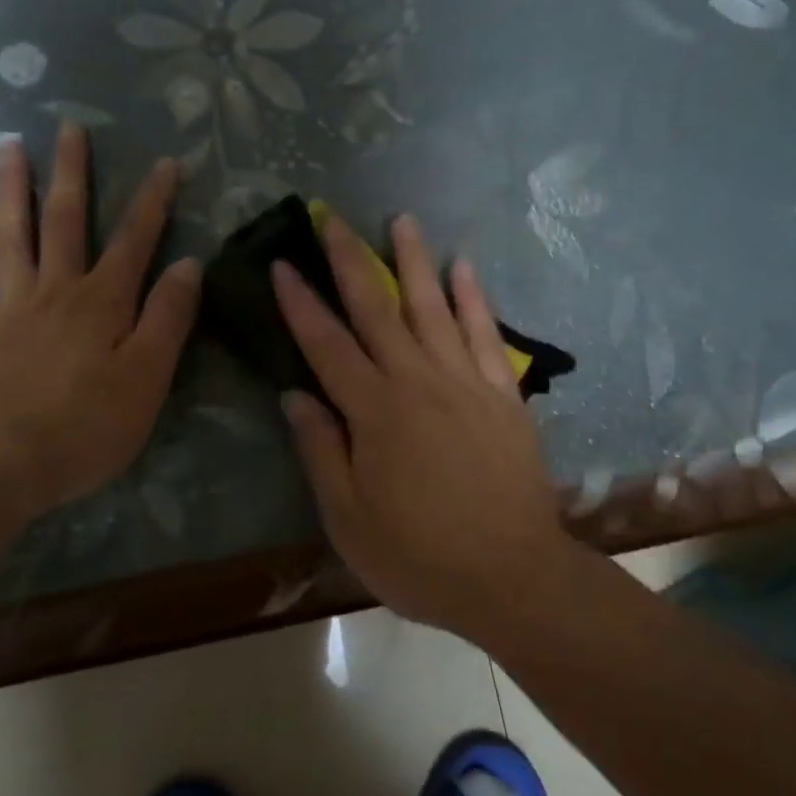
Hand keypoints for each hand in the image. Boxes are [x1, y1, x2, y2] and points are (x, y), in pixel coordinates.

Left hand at [0, 123, 201, 523]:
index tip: (166, 162)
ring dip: (11, 193)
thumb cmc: (85, 427)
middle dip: (73, 174)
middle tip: (70, 127)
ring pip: (10, 240)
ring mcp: (8, 312)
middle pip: (65, 223)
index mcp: (103, 302)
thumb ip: (169, 318)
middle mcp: (55, 293)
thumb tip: (188, 264)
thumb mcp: (148, 377)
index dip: (152, 202)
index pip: (135, 241)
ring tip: (7, 149)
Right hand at [272, 214, 568, 632]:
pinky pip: (486, 334)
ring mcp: (465, 383)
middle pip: (376, 309)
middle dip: (349, 259)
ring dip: (414, 261)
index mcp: (374, 412)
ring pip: (434, 307)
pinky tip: (464, 267)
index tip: (283, 263)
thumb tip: (295, 396)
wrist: (512, 578)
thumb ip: (320, 451)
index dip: (300, 303)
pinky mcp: (503, 395)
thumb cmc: (418, 556)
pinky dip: (474, 298)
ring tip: (402, 220)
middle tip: (331, 217)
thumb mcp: (348, 518)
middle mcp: (417, 382)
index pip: (326, 344)